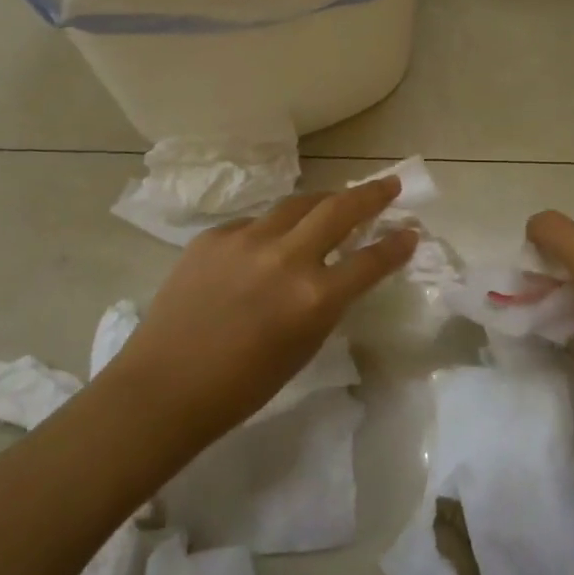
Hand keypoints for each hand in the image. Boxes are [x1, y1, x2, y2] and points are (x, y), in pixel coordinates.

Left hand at [102, 178, 416, 452]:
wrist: (162, 389)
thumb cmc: (241, 387)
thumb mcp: (303, 347)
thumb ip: (326, 303)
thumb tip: (337, 271)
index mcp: (313, 298)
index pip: (370, 260)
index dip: (396, 244)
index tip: (410, 231)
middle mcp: (285, 258)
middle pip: (340, 209)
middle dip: (370, 194)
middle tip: (388, 185)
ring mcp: (246, 240)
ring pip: (297, 204)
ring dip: (322, 202)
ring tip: (332, 204)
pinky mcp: (214, 236)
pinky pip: (254, 224)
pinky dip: (270, 231)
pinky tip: (264, 248)